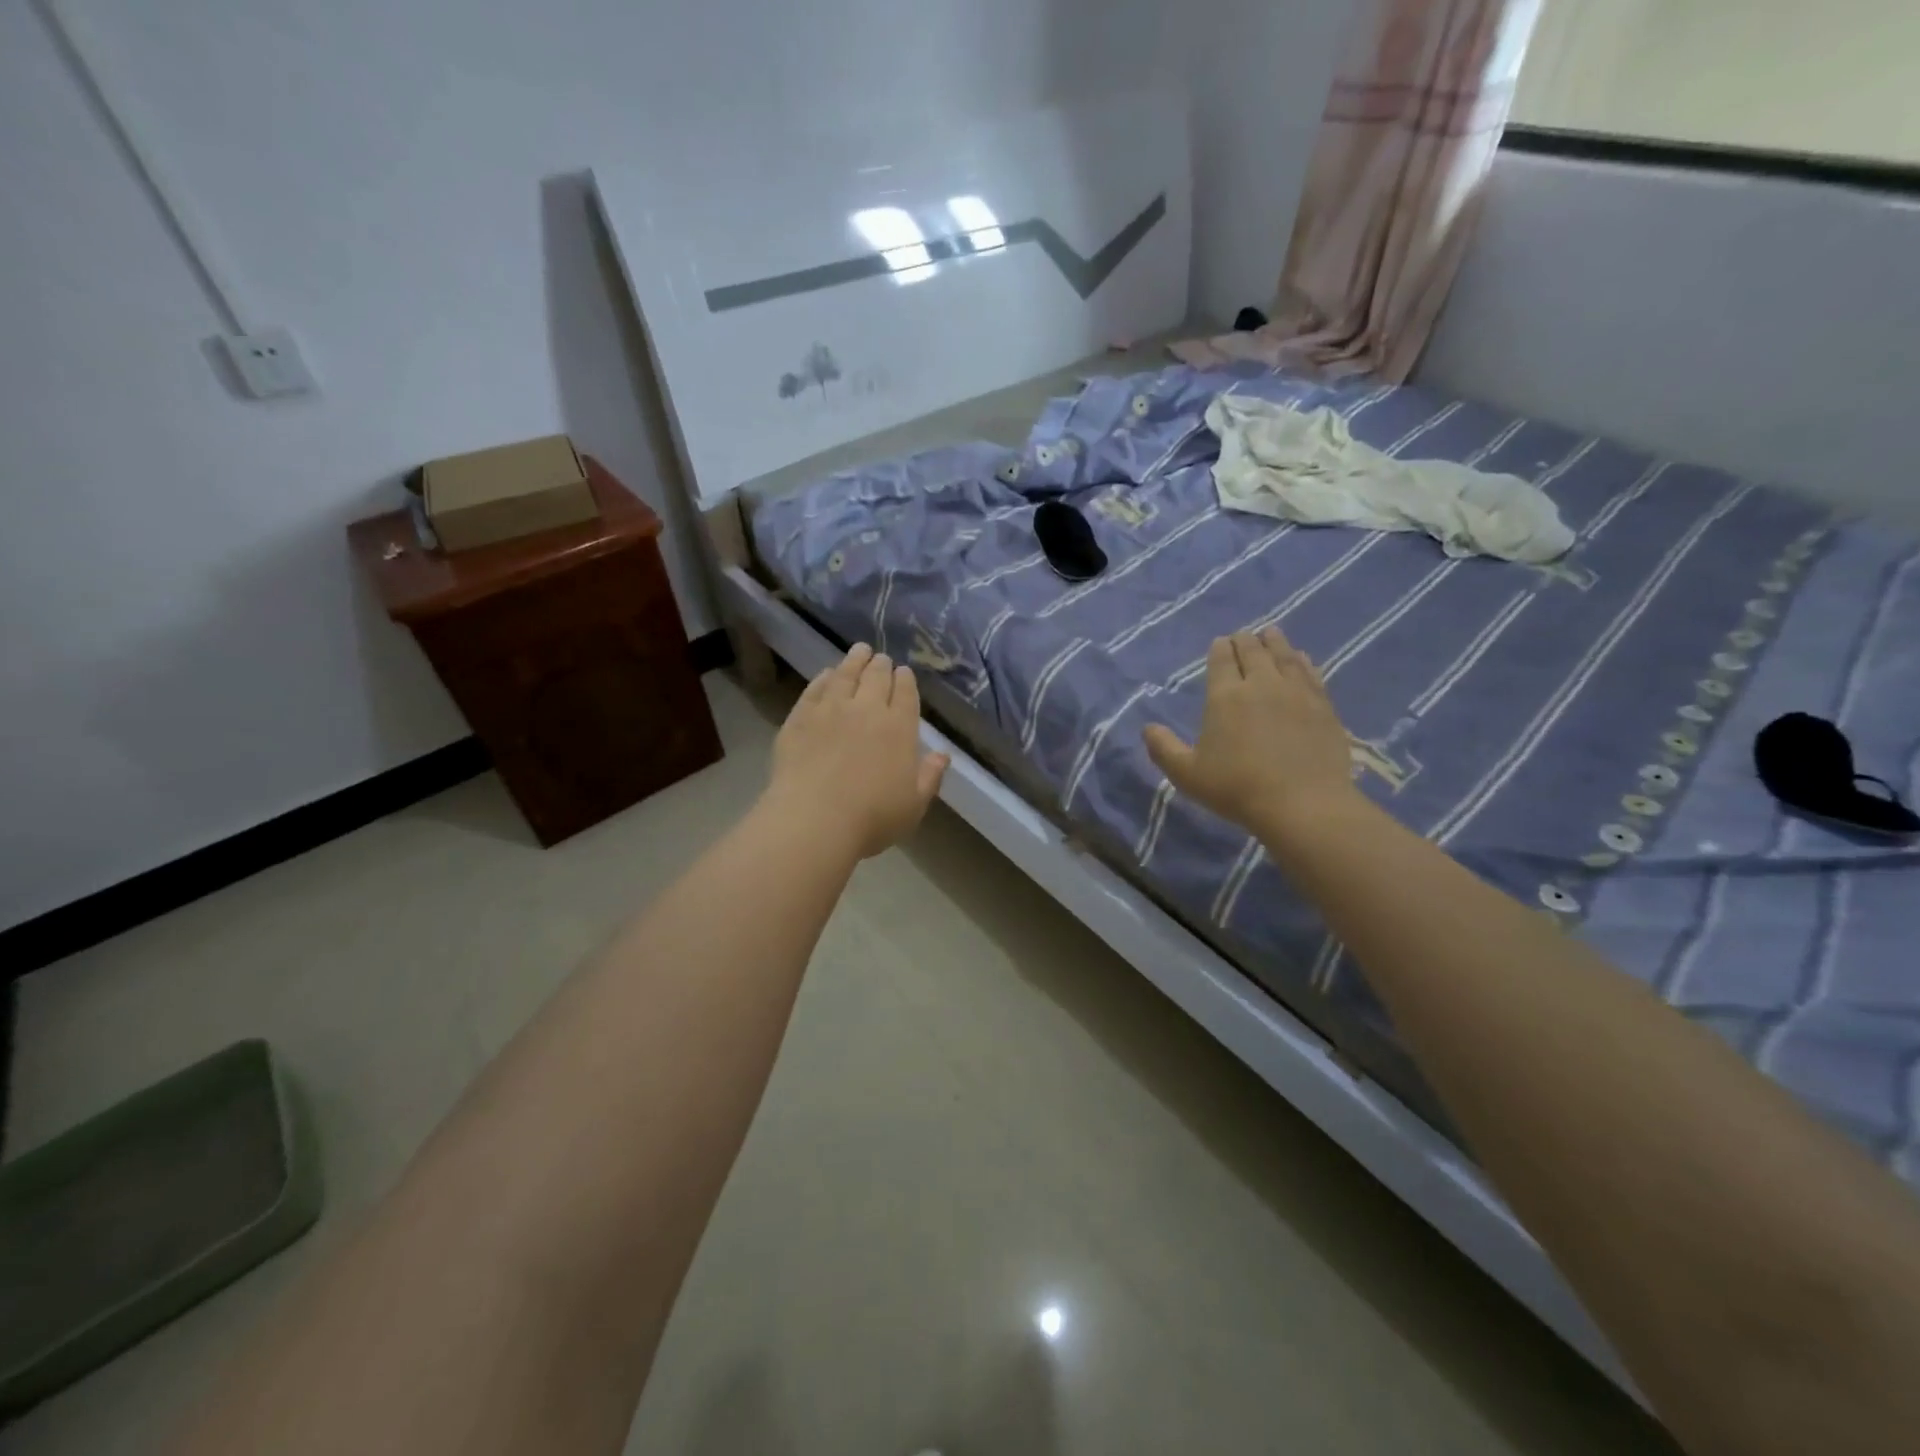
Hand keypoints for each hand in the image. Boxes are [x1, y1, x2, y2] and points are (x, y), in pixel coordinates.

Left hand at [764, 643, 948, 858]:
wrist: (815, 820)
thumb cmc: (872, 818)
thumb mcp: (914, 805)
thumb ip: (930, 776)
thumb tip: (943, 755)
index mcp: (900, 728)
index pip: (906, 693)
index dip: (906, 680)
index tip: (904, 672)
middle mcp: (867, 709)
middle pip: (876, 677)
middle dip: (882, 665)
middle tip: (882, 659)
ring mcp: (831, 709)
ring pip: (846, 674)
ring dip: (855, 660)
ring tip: (859, 651)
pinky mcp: (800, 717)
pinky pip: (815, 689)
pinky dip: (824, 678)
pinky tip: (826, 675)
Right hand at [1142, 628, 1360, 839]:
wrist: (1302, 804)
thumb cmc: (1237, 789)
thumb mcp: (1187, 774)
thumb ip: (1164, 749)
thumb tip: (1147, 728)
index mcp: (1225, 696)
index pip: (1222, 660)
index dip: (1220, 648)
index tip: (1220, 642)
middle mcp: (1261, 684)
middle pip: (1253, 651)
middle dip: (1245, 640)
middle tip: (1242, 635)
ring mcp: (1296, 692)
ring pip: (1284, 656)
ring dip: (1274, 642)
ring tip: (1270, 633)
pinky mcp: (1323, 706)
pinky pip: (1311, 673)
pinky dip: (1303, 661)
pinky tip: (1302, 659)